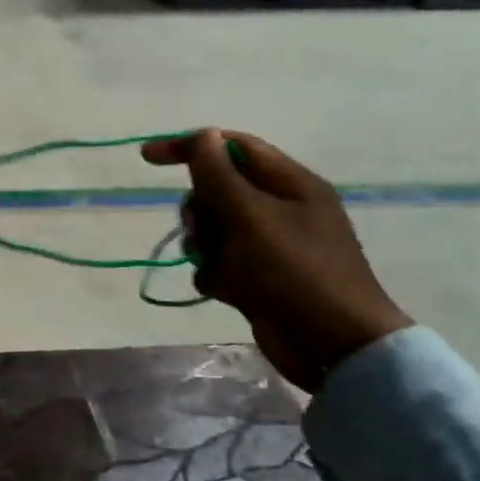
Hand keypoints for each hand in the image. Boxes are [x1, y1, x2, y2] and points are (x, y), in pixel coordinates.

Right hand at [142, 129, 411, 391]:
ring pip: (213, 229)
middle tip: (203, 232)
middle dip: (200, 210)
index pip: (232, 148)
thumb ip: (219, 175)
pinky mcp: (259, 277)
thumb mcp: (250, 216)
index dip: (190, 147)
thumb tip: (203, 135)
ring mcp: (270, 245)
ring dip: (205, 246)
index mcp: (290, 184)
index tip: (147, 158)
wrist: (332, 345)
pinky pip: (219, 263)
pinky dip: (216, 274)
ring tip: (218, 267)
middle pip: (217, 190)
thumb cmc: (294, 271)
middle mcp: (281, 209)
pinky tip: (228, 291)